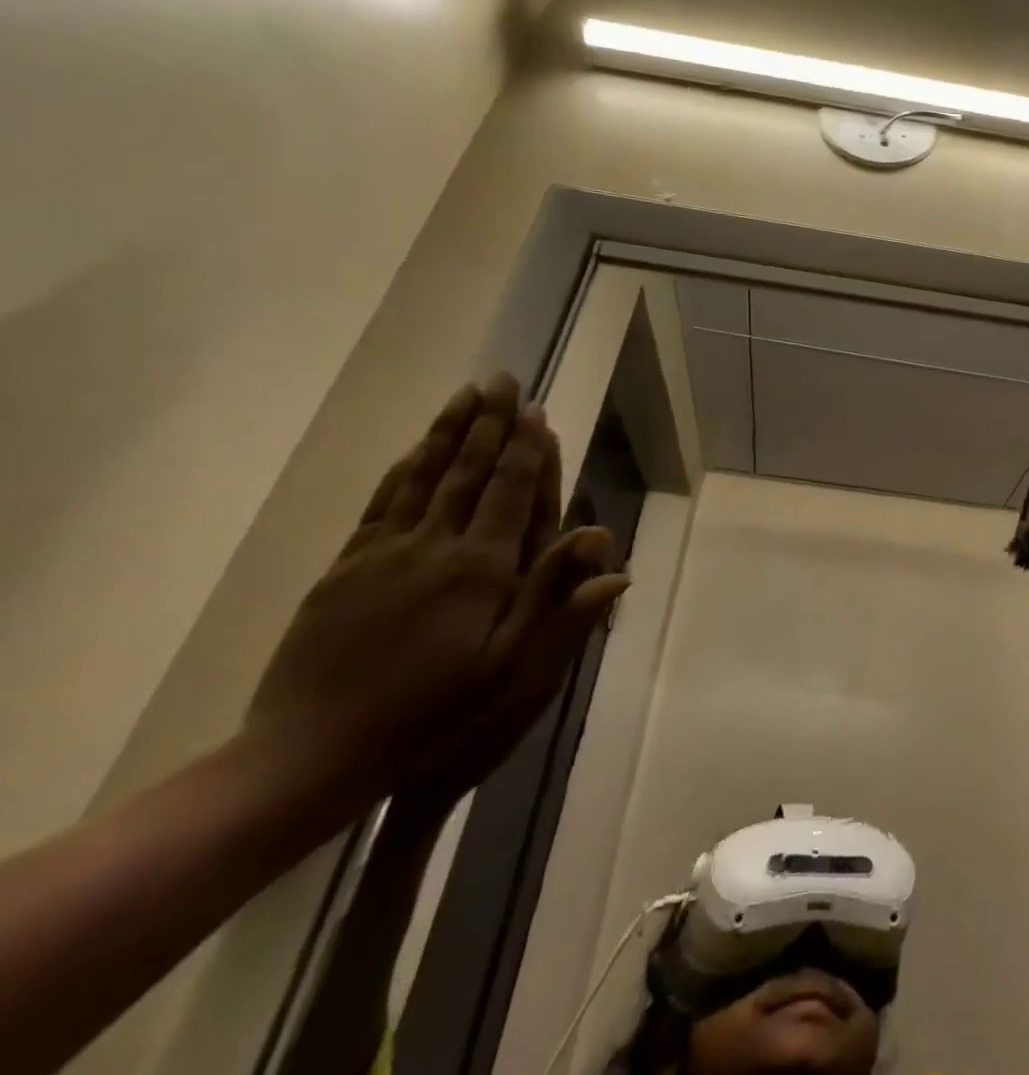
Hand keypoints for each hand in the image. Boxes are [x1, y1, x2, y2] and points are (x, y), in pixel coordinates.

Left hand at [246, 374, 627, 806]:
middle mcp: (435, 546)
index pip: (510, 493)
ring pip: (422, 476)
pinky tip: (413, 450)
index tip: (535, 409)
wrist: (310, 753)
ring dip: (447, 431)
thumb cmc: (430, 714)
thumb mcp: (510, 673)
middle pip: (467, 471)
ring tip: (465, 395)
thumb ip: (558, 609)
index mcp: (481, 569)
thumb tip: (615, 563)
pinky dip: (402, 468)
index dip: (526, 449)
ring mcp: (384, 552)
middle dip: (489, 422)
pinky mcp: (346, 567)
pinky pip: (381, 502)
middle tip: (502, 380)